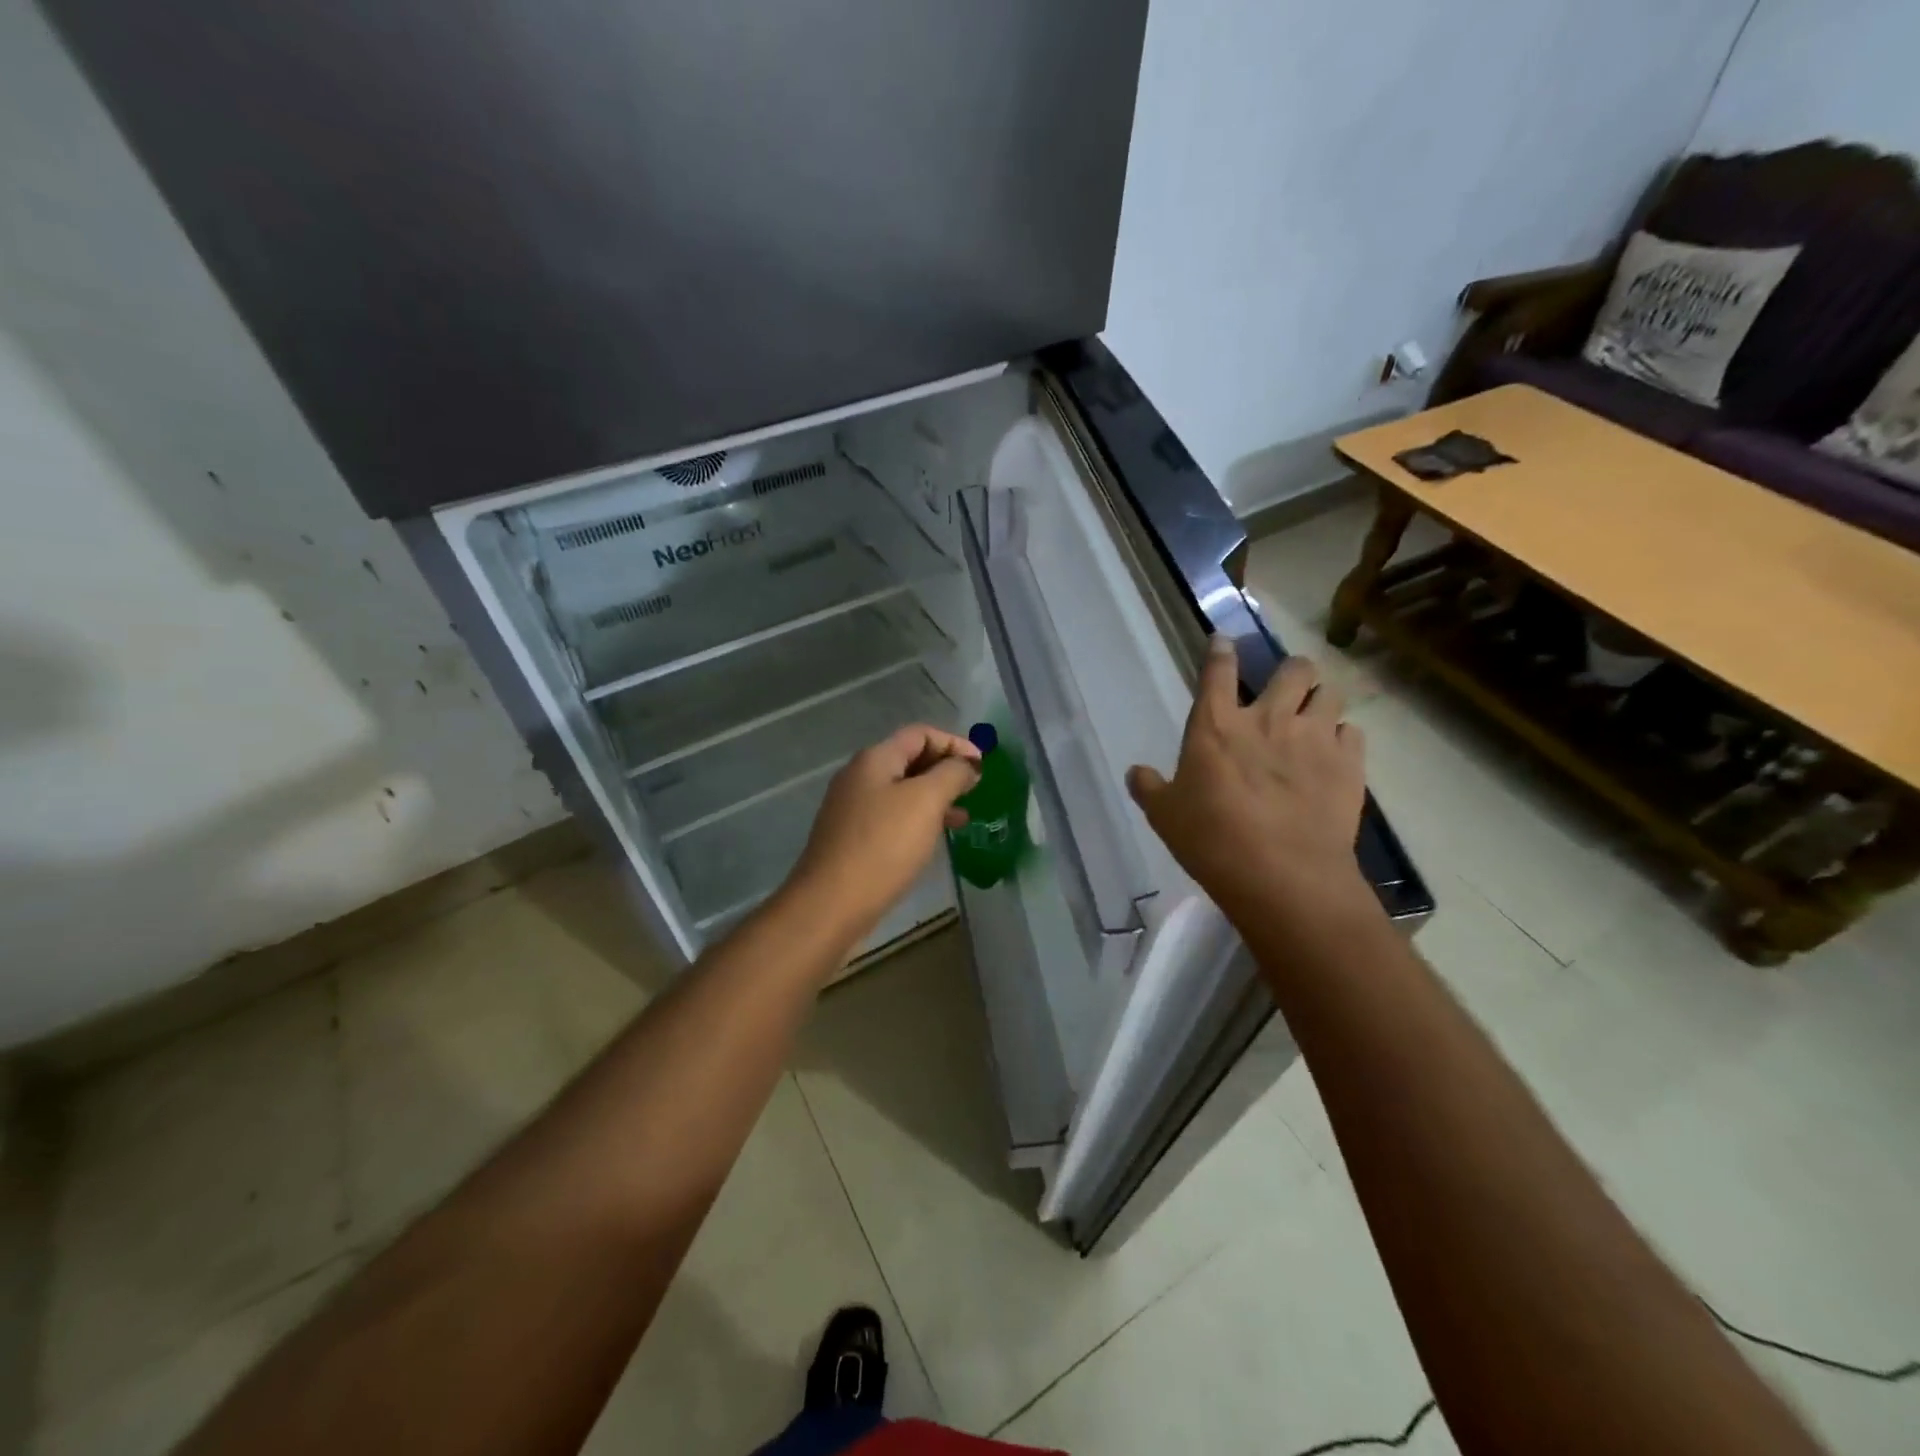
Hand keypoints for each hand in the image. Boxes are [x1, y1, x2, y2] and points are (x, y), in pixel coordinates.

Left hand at [787, 724, 981, 943]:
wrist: (831, 903)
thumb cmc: (883, 845)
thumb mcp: (926, 801)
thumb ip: (951, 774)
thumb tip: (967, 764)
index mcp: (874, 759)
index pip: (920, 734)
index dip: (954, 743)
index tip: (982, 767)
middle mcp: (859, 777)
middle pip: (910, 759)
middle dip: (945, 770)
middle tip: (975, 790)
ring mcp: (852, 808)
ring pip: (902, 791)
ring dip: (935, 798)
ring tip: (963, 818)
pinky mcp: (853, 838)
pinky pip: (893, 817)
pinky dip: (918, 820)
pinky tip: (934, 840)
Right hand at [1127, 639, 1371, 925]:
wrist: (1282, 875)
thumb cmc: (1212, 840)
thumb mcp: (1165, 816)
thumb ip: (1148, 788)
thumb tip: (1135, 773)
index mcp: (1216, 725)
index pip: (1217, 671)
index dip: (1220, 651)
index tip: (1224, 641)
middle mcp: (1269, 718)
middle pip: (1293, 669)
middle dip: (1291, 671)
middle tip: (1286, 689)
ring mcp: (1314, 737)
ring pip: (1330, 692)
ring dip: (1321, 699)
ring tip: (1315, 717)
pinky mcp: (1349, 763)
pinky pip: (1353, 732)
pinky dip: (1343, 737)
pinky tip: (1334, 755)